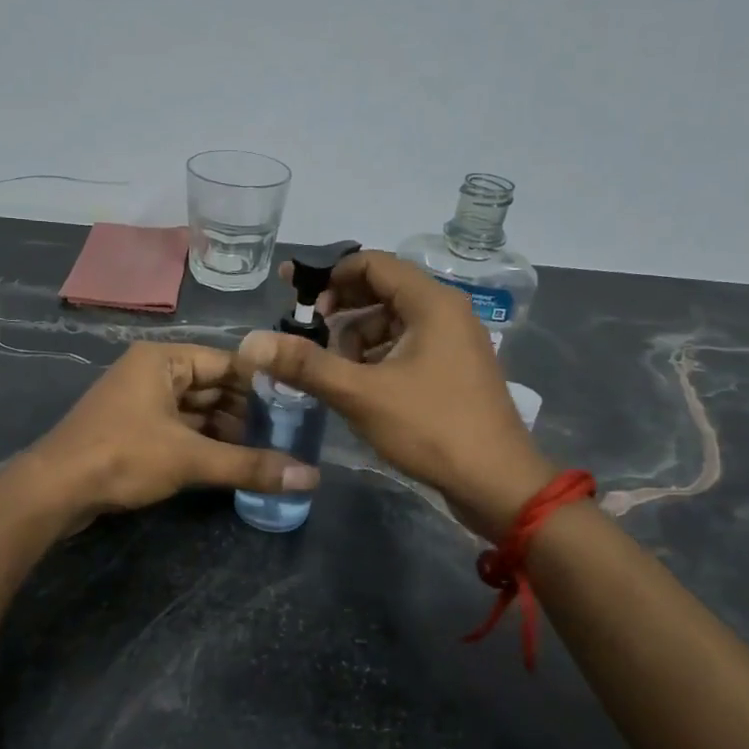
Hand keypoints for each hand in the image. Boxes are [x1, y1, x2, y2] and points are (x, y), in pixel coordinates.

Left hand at [21, 342, 318, 527]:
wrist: (53, 490)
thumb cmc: (123, 456)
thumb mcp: (190, 459)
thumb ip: (250, 465)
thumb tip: (311, 478)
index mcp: (163, 360)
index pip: (227, 363)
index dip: (262, 384)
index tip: (297, 405)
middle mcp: (152, 372)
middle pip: (212, 386)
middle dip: (245, 411)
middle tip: (286, 433)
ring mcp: (140, 401)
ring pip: (195, 410)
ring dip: (226, 430)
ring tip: (266, 450)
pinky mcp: (133, 429)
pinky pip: (178, 427)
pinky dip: (203, 442)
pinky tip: (230, 461)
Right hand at [238, 251, 552, 536]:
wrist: (497, 483)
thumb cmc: (431, 428)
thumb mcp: (361, 394)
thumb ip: (305, 364)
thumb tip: (251, 343)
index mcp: (432, 303)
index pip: (374, 264)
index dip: (330, 275)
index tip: (297, 301)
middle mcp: (447, 312)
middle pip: (383, 291)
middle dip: (341, 310)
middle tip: (307, 335)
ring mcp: (454, 342)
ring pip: (392, 322)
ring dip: (357, 339)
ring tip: (333, 371)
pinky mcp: (453, 370)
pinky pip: (406, 347)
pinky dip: (377, 358)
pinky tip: (359, 387)